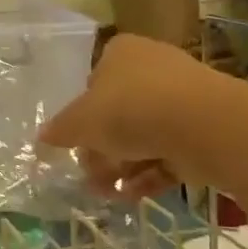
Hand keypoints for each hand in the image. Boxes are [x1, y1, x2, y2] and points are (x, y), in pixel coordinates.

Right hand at [38, 33, 238, 200]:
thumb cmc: (130, 109)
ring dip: (121, 165)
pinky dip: (148, 174)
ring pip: (143, 135)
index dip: (81, 110)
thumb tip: (42, 139)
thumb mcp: (80, 122)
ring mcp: (183, 99)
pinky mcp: (204, 129)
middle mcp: (153, 68)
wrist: (205, 126)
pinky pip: (168, 152)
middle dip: (100, 147)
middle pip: (118, 111)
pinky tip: (130, 196)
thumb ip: (60, 130)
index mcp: (121, 52)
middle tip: (87, 173)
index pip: (93, 79)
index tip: (75, 138)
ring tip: (105, 193)